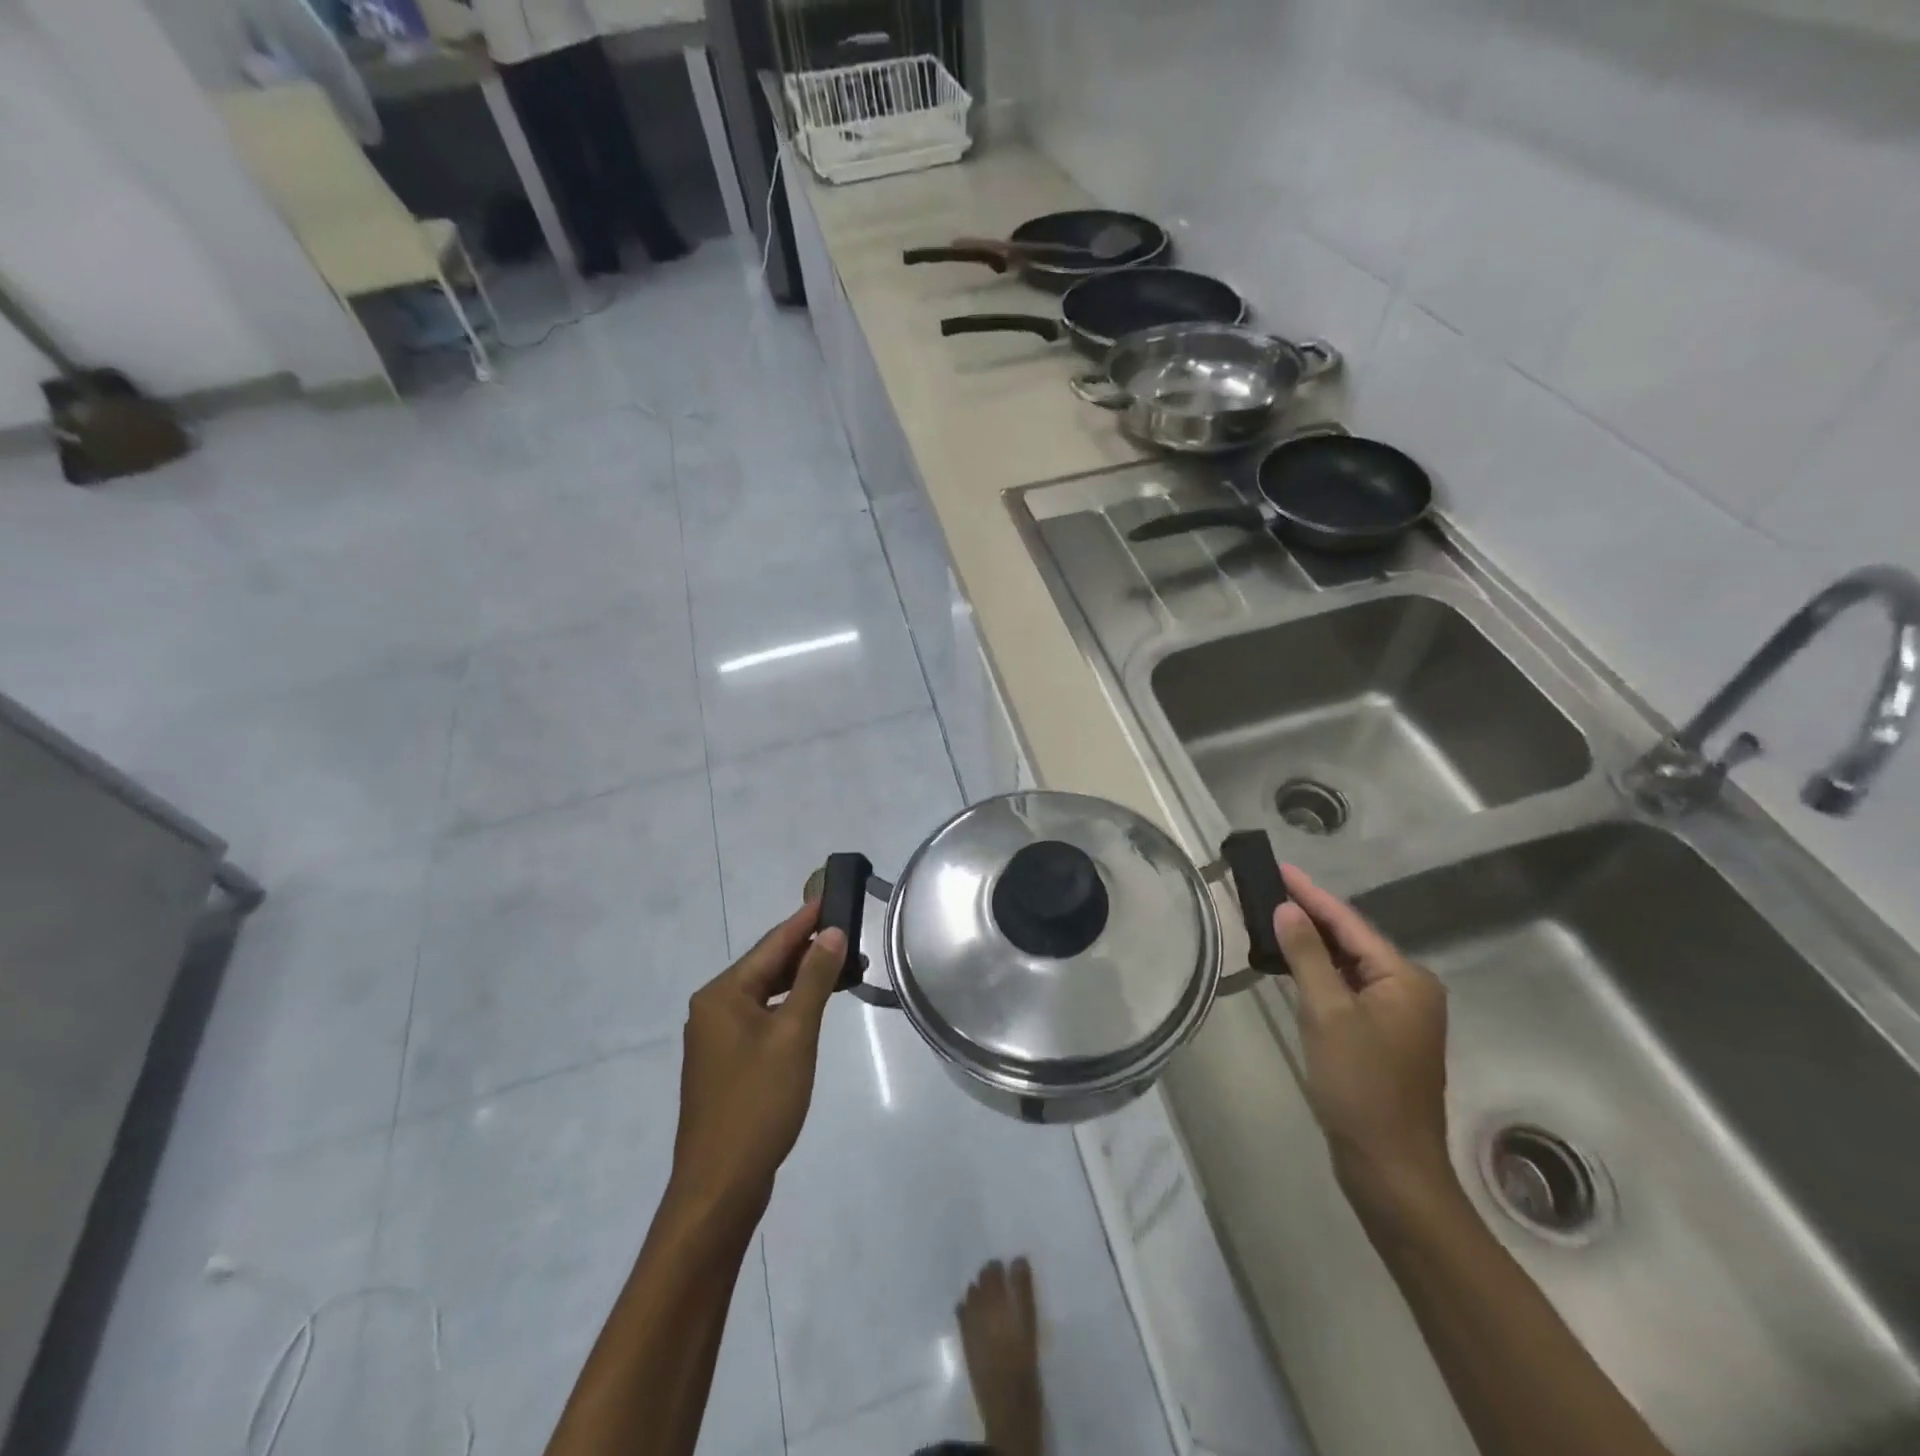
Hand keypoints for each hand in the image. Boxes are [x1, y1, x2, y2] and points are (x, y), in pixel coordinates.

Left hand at [669, 901, 846, 1225]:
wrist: (720, 1185)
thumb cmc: (758, 1102)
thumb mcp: (794, 1034)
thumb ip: (814, 979)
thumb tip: (831, 933)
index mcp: (722, 994)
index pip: (772, 944)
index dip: (805, 920)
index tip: (833, 895)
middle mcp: (713, 1008)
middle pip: (768, 966)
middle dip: (810, 951)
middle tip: (851, 934)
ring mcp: (717, 1038)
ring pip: (767, 994)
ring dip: (804, 981)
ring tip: (846, 969)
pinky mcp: (726, 1064)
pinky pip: (763, 1019)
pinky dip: (791, 1007)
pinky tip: (816, 1008)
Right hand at [1273, 865, 1454, 1214]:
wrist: (1391, 1169)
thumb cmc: (1360, 1087)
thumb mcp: (1327, 1014)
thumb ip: (1307, 955)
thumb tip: (1287, 907)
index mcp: (1405, 978)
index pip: (1348, 922)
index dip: (1310, 893)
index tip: (1278, 866)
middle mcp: (1409, 989)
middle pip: (1351, 940)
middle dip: (1310, 915)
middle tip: (1267, 887)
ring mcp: (1399, 1016)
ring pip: (1348, 966)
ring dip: (1312, 944)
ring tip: (1272, 916)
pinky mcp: (1383, 1038)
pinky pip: (1348, 990)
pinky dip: (1320, 974)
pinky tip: (1292, 965)